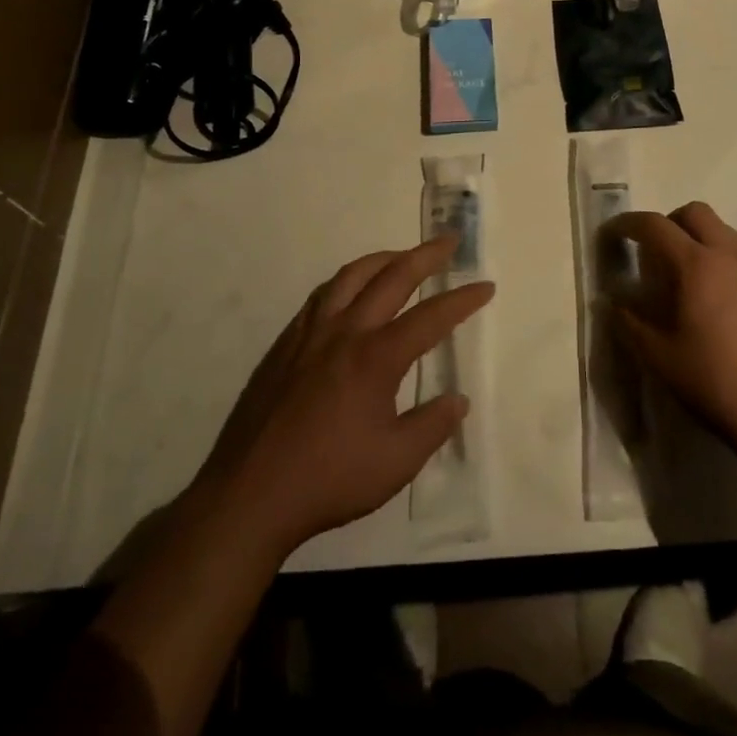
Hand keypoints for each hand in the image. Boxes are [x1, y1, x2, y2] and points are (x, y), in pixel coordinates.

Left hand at [196, 236, 494, 556]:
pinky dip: (347, 281)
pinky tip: (350, 291)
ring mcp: (310, 334)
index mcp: (376, 358)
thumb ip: (432, 426)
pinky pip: (322, 295)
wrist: (251, 494)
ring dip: (383, 259)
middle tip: (449, 242)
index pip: (430, 317)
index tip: (485, 286)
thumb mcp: (396, 463)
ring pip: (351, 276)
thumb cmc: (329, 479)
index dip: (462, 300)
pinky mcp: (285, 344)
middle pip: (392, 277)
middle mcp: (345, 332)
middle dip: (426, 256)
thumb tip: (457, 400)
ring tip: (402, 256)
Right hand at [607, 203, 736, 460]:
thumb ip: (629, 322)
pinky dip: (720, 259)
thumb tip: (612, 302)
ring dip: (697, 237)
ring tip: (684, 275)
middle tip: (653, 253)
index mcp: (696, 266)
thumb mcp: (658, 356)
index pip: (655, 225)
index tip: (611, 234)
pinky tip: (714, 298)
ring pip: (722, 230)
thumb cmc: (713, 381)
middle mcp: (728, 257)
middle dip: (668, 222)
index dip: (627, 224)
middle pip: (694, 213)